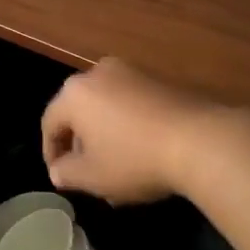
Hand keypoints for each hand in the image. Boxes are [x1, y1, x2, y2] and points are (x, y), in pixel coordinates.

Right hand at [41, 58, 223, 203]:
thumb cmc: (134, 158)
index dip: (51, 153)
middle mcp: (97, 73)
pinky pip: (131, 103)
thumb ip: (67, 173)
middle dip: (80, 143)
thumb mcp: (92, 177)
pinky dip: (128, 125)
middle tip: (87, 172)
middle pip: (78, 111)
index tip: (60, 176)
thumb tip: (59, 170)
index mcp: (73, 93)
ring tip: (116, 166)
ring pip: (105, 107)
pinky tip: (142, 151)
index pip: (49, 123)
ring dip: (105, 134)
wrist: (200, 139)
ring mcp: (130, 73)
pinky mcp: (158, 80)